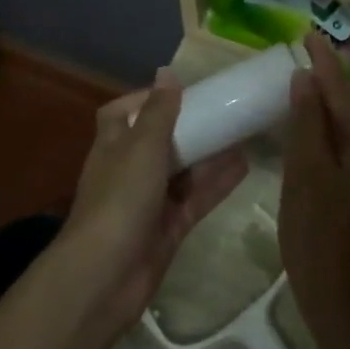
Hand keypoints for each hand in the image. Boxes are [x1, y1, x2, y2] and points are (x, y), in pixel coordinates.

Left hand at [60, 70, 248, 335]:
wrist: (105, 276)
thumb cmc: (120, 198)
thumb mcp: (142, 146)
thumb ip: (160, 111)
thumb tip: (167, 72)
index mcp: (112, 145)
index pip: (124, 113)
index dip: (148, 100)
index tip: (181, 92)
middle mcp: (128, 170)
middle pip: (159, 142)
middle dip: (187, 128)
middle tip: (222, 112)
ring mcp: (148, 202)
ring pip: (182, 171)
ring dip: (208, 154)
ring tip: (242, 133)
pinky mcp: (168, 229)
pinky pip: (195, 199)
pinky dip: (216, 183)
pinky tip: (244, 166)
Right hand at [278, 36, 349, 339]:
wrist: (349, 308)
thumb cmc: (320, 238)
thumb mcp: (305, 174)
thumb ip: (307, 122)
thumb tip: (306, 79)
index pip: (343, 92)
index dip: (322, 62)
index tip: (308, 33)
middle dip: (324, 87)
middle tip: (297, 62)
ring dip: (327, 115)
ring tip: (300, 94)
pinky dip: (334, 141)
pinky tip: (313, 139)